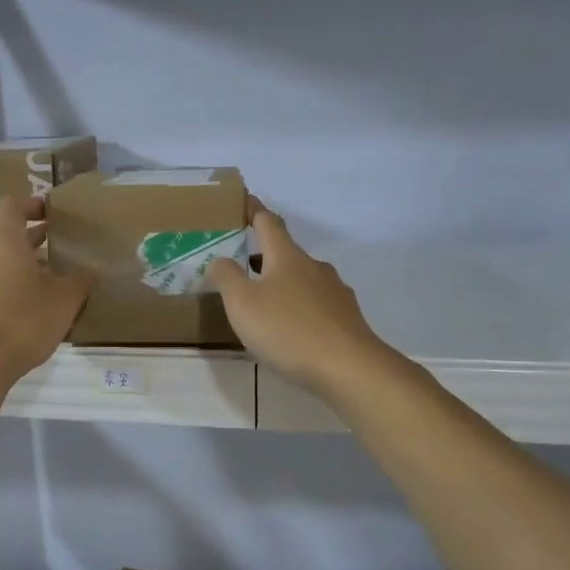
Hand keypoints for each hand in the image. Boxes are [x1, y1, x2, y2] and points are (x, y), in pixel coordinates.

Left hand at [0, 194, 92, 402]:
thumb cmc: (22, 321)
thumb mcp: (64, 300)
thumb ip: (81, 279)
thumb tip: (92, 268)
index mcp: (4, 241)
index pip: (13, 204)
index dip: (33, 203)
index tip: (54, 213)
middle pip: (8, 236)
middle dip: (36, 240)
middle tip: (64, 249)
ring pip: (0, 264)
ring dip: (24, 267)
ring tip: (52, 284)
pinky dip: (11, 289)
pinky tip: (31, 312)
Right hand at [207, 202, 393, 400]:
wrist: (349, 368)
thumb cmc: (288, 330)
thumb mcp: (243, 303)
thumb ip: (226, 277)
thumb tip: (221, 259)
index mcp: (287, 257)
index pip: (268, 223)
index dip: (254, 210)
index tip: (244, 201)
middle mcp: (314, 267)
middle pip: (286, 252)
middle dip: (263, 256)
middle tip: (240, 266)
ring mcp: (335, 292)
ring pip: (302, 279)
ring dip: (281, 284)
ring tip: (261, 303)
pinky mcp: (346, 318)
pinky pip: (315, 304)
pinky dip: (297, 308)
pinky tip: (289, 329)